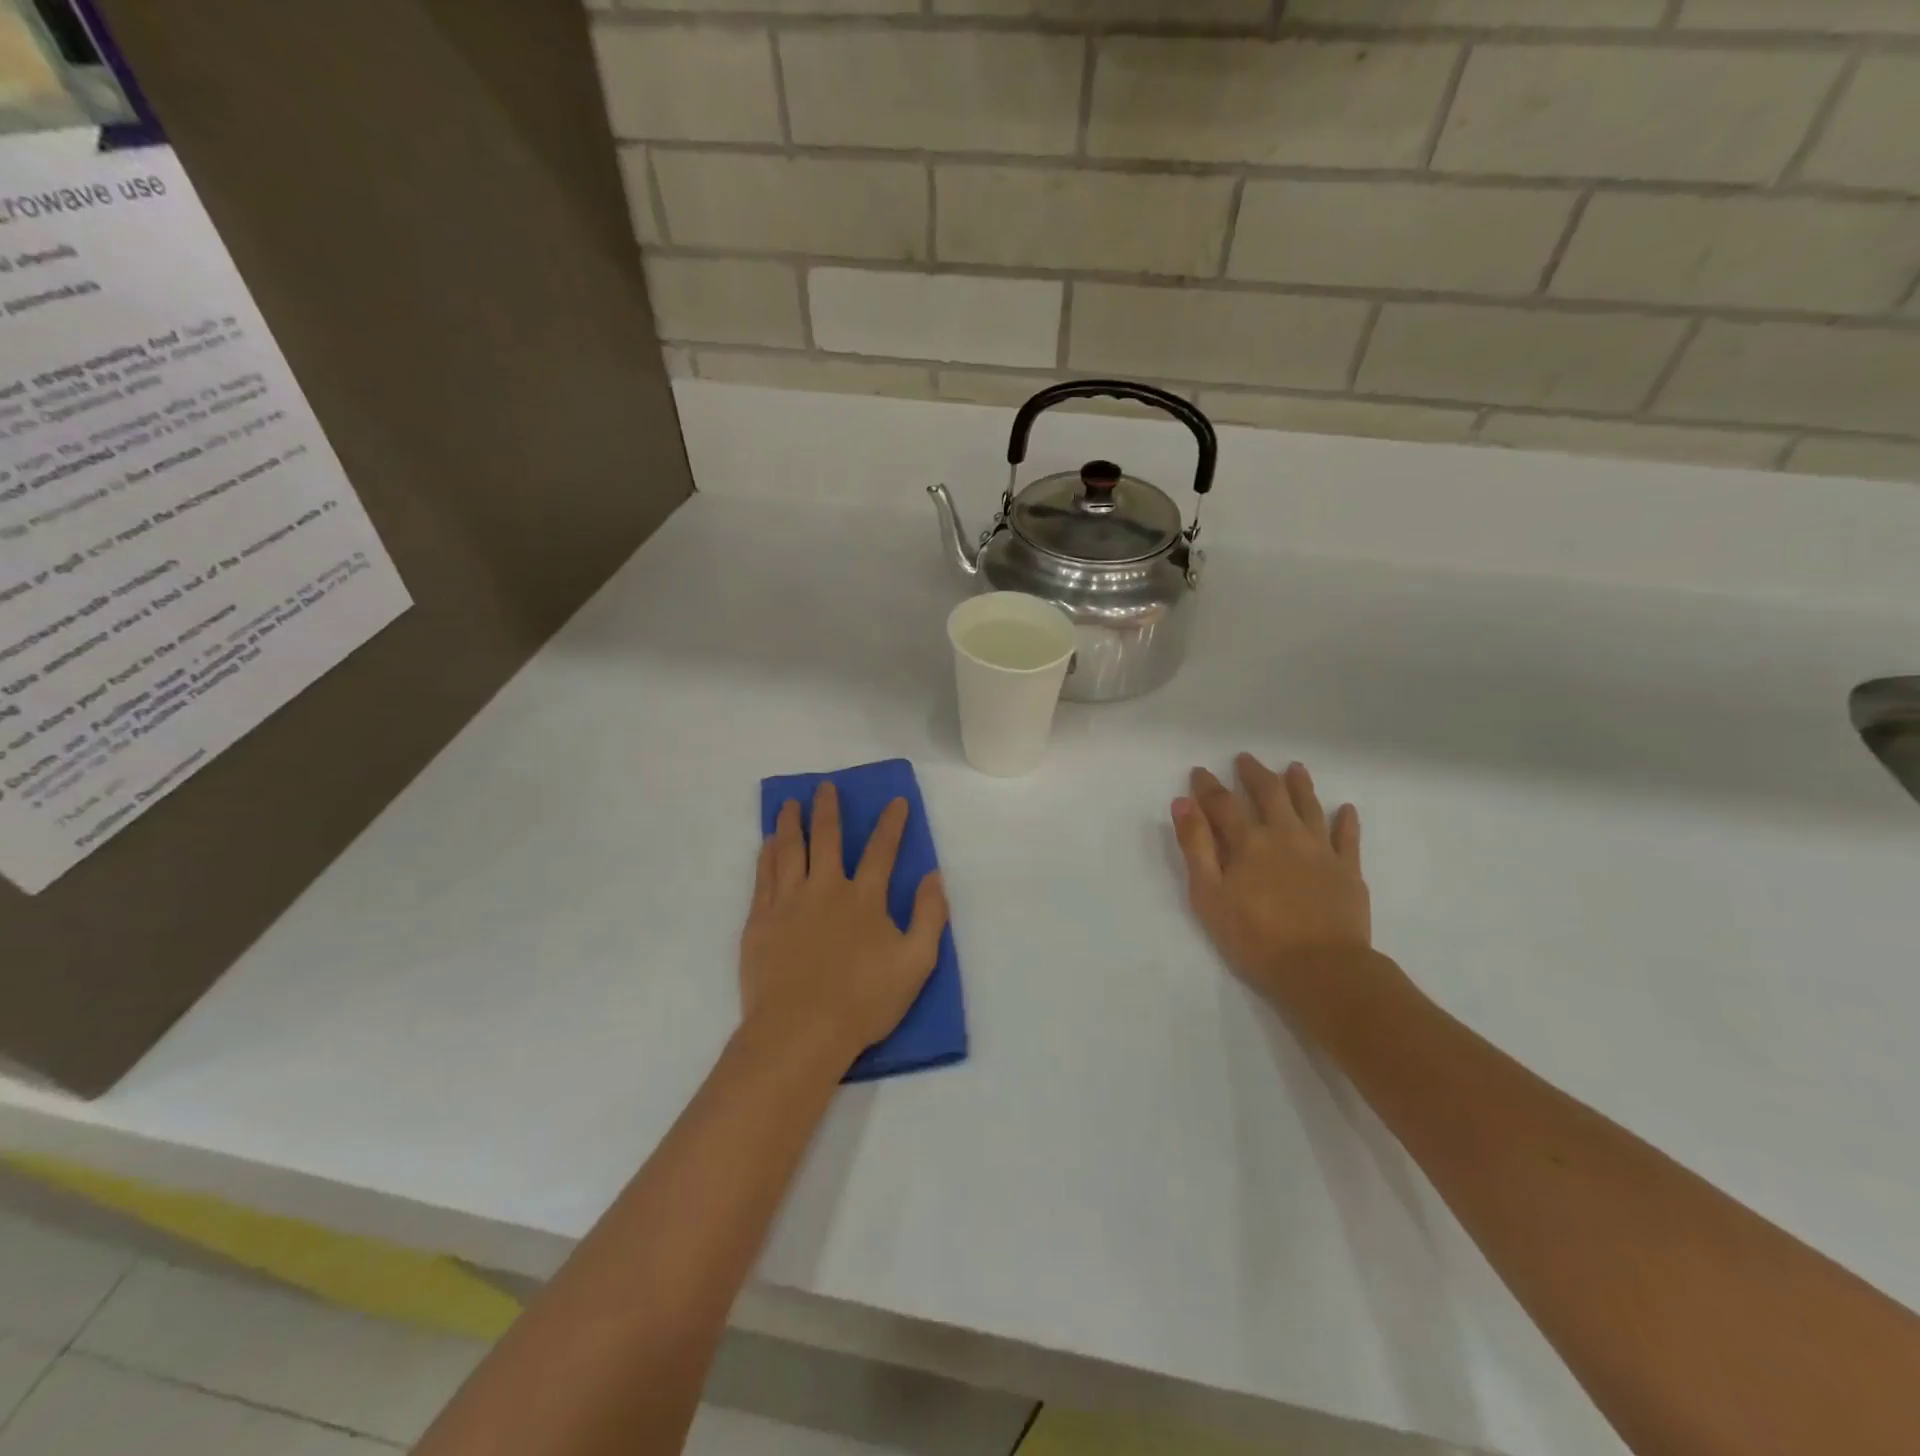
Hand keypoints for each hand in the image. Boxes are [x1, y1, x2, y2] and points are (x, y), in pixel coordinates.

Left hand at [741, 782, 949, 1064]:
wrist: (801, 1031)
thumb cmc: (864, 1001)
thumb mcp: (916, 962)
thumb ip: (930, 916)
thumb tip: (934, 876)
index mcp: (864, 899)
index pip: (882, 850)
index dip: (891, 823)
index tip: (896, 800)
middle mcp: (825, 889)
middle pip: (827, 838)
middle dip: (829, 809)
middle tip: (825, 786)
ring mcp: (789, 902)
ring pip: (790, 850)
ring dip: (792, 822)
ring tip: (790, 802)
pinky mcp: (761, 921)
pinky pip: (764, 876)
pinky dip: (767, 854)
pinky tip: (768, 842)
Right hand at [1172, 754, 1397, 1023]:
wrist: (1321, 968)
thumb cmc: (1254, 936)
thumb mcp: (1209, 894)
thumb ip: (1196, 846)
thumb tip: (1183, 802)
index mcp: (1248, 841)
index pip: (1223, 804)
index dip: (1208, 786)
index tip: (1199, 772)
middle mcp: (1285, 835)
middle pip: (1269, 794)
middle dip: (1254, 775)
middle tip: (1245, 759)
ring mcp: (1321, 850)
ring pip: (1309, 807)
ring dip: (1299, 785)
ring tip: (1294, 768)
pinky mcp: (1348, 870)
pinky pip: (1348, 838)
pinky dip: (1346, 821)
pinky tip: (1345, 809)